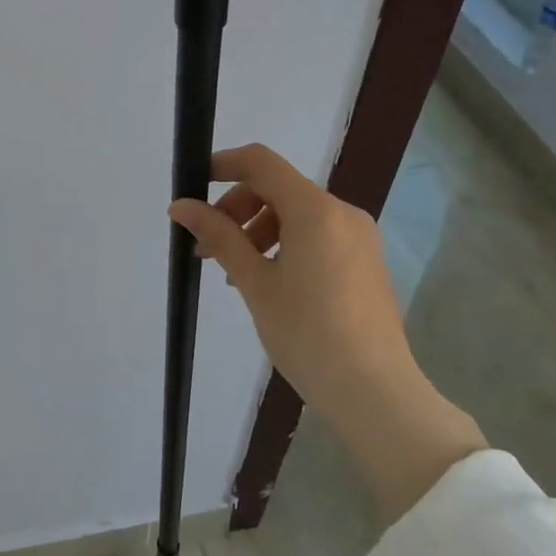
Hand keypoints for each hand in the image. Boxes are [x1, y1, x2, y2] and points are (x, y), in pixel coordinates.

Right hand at [170, 144, 485, 521]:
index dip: (223, 165)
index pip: (261, 163)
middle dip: (236, 209)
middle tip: (207, 249)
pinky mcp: (366, 262)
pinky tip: (269, 283)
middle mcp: (342, 213)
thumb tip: (181, 207)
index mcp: (315, 210)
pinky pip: (317, 236)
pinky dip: (285, 245)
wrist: (374, 392)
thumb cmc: (307, 333)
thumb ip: (219, 237)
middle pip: (278, 189)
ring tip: (235, 273)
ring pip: (297, 215)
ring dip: (258, 230)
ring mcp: (359, 238)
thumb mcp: (255, 283)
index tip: (193, 186)